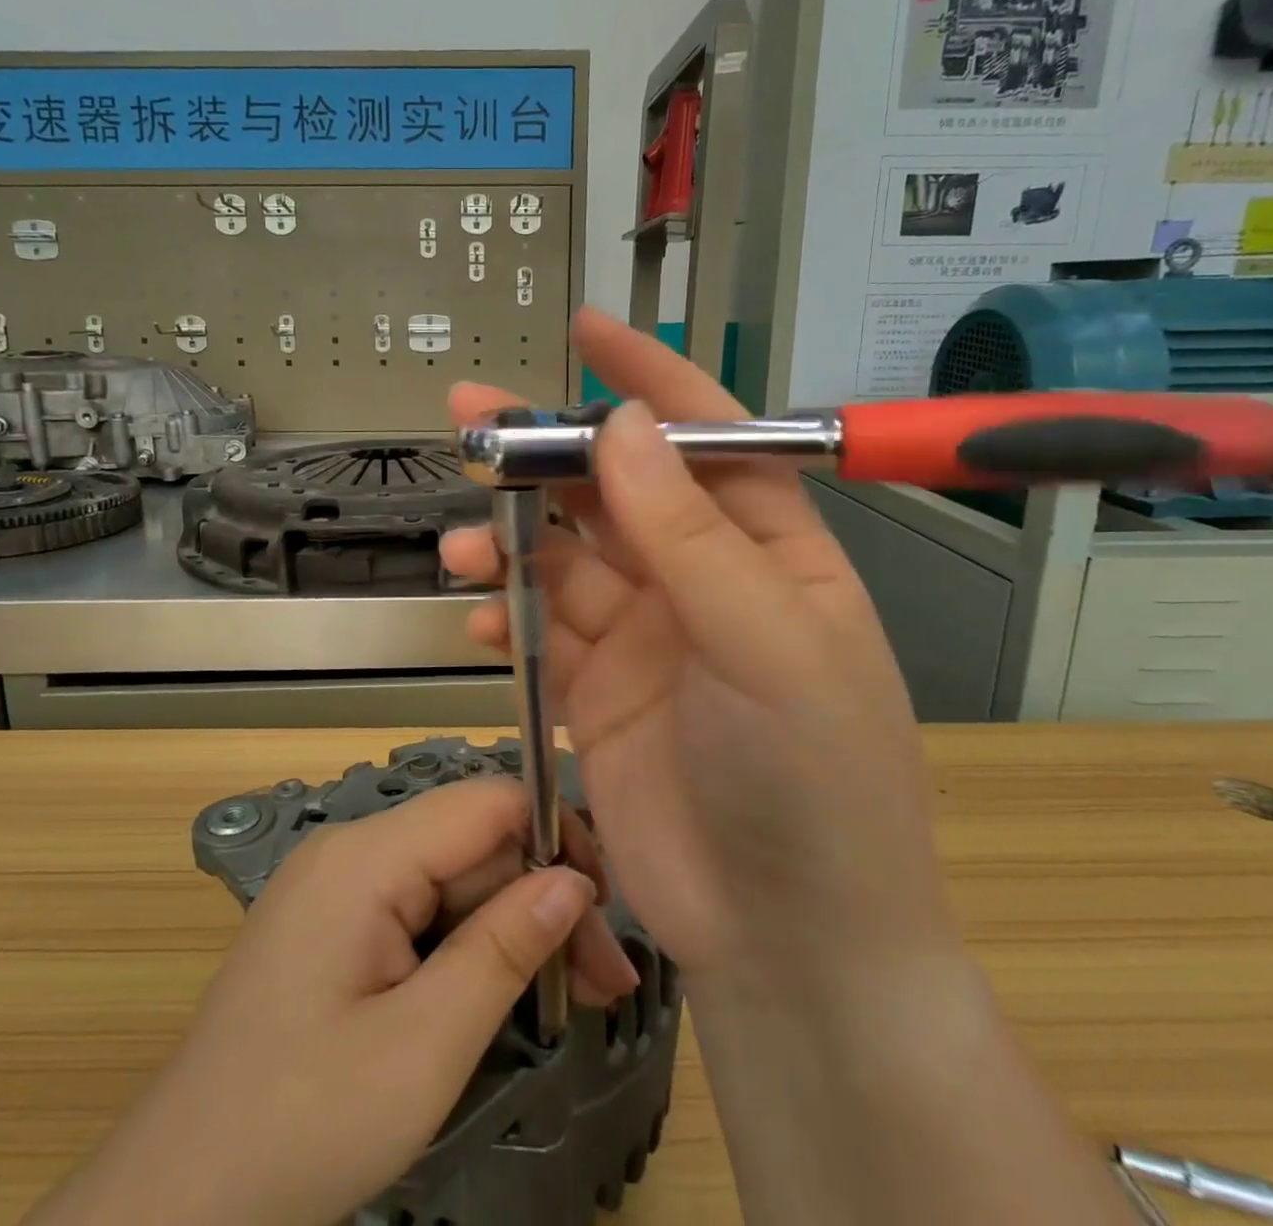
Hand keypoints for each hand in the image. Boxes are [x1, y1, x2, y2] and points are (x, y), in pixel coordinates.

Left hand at [24, 777, 638, 1225]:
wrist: (175, 1202)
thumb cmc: (302, 1127)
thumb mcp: (423, 1047)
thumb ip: (503, 948)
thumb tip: (575, 881)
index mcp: (365, 857)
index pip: (486, 803)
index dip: (556, 837)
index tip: (605, 909)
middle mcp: (351, 850)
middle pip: (472, 846)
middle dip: (542, 900)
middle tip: (605, 982)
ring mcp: (339, 886)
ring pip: (452, 881)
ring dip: (513, 929)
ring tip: (577, 995)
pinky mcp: (336, 924)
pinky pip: (420, 910)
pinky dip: (469, 946)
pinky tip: (506, 990)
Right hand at [441, 308, 960, 986]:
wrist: (788, 941)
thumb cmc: (810, 779)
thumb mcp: (764, 642)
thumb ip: (688, 534)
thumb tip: (622, 426)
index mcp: (767, 548)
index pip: (704, 438)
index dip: (647, 379)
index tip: (586, 330)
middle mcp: (702, 580)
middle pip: (613, 492)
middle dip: (545, 455)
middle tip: (469, 421)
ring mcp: (645, 637)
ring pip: (563, 559)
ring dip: (510, 542)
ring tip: (462, 546)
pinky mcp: (596, 692)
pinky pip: (540, 631)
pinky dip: (504, 617)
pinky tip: (476, 620)